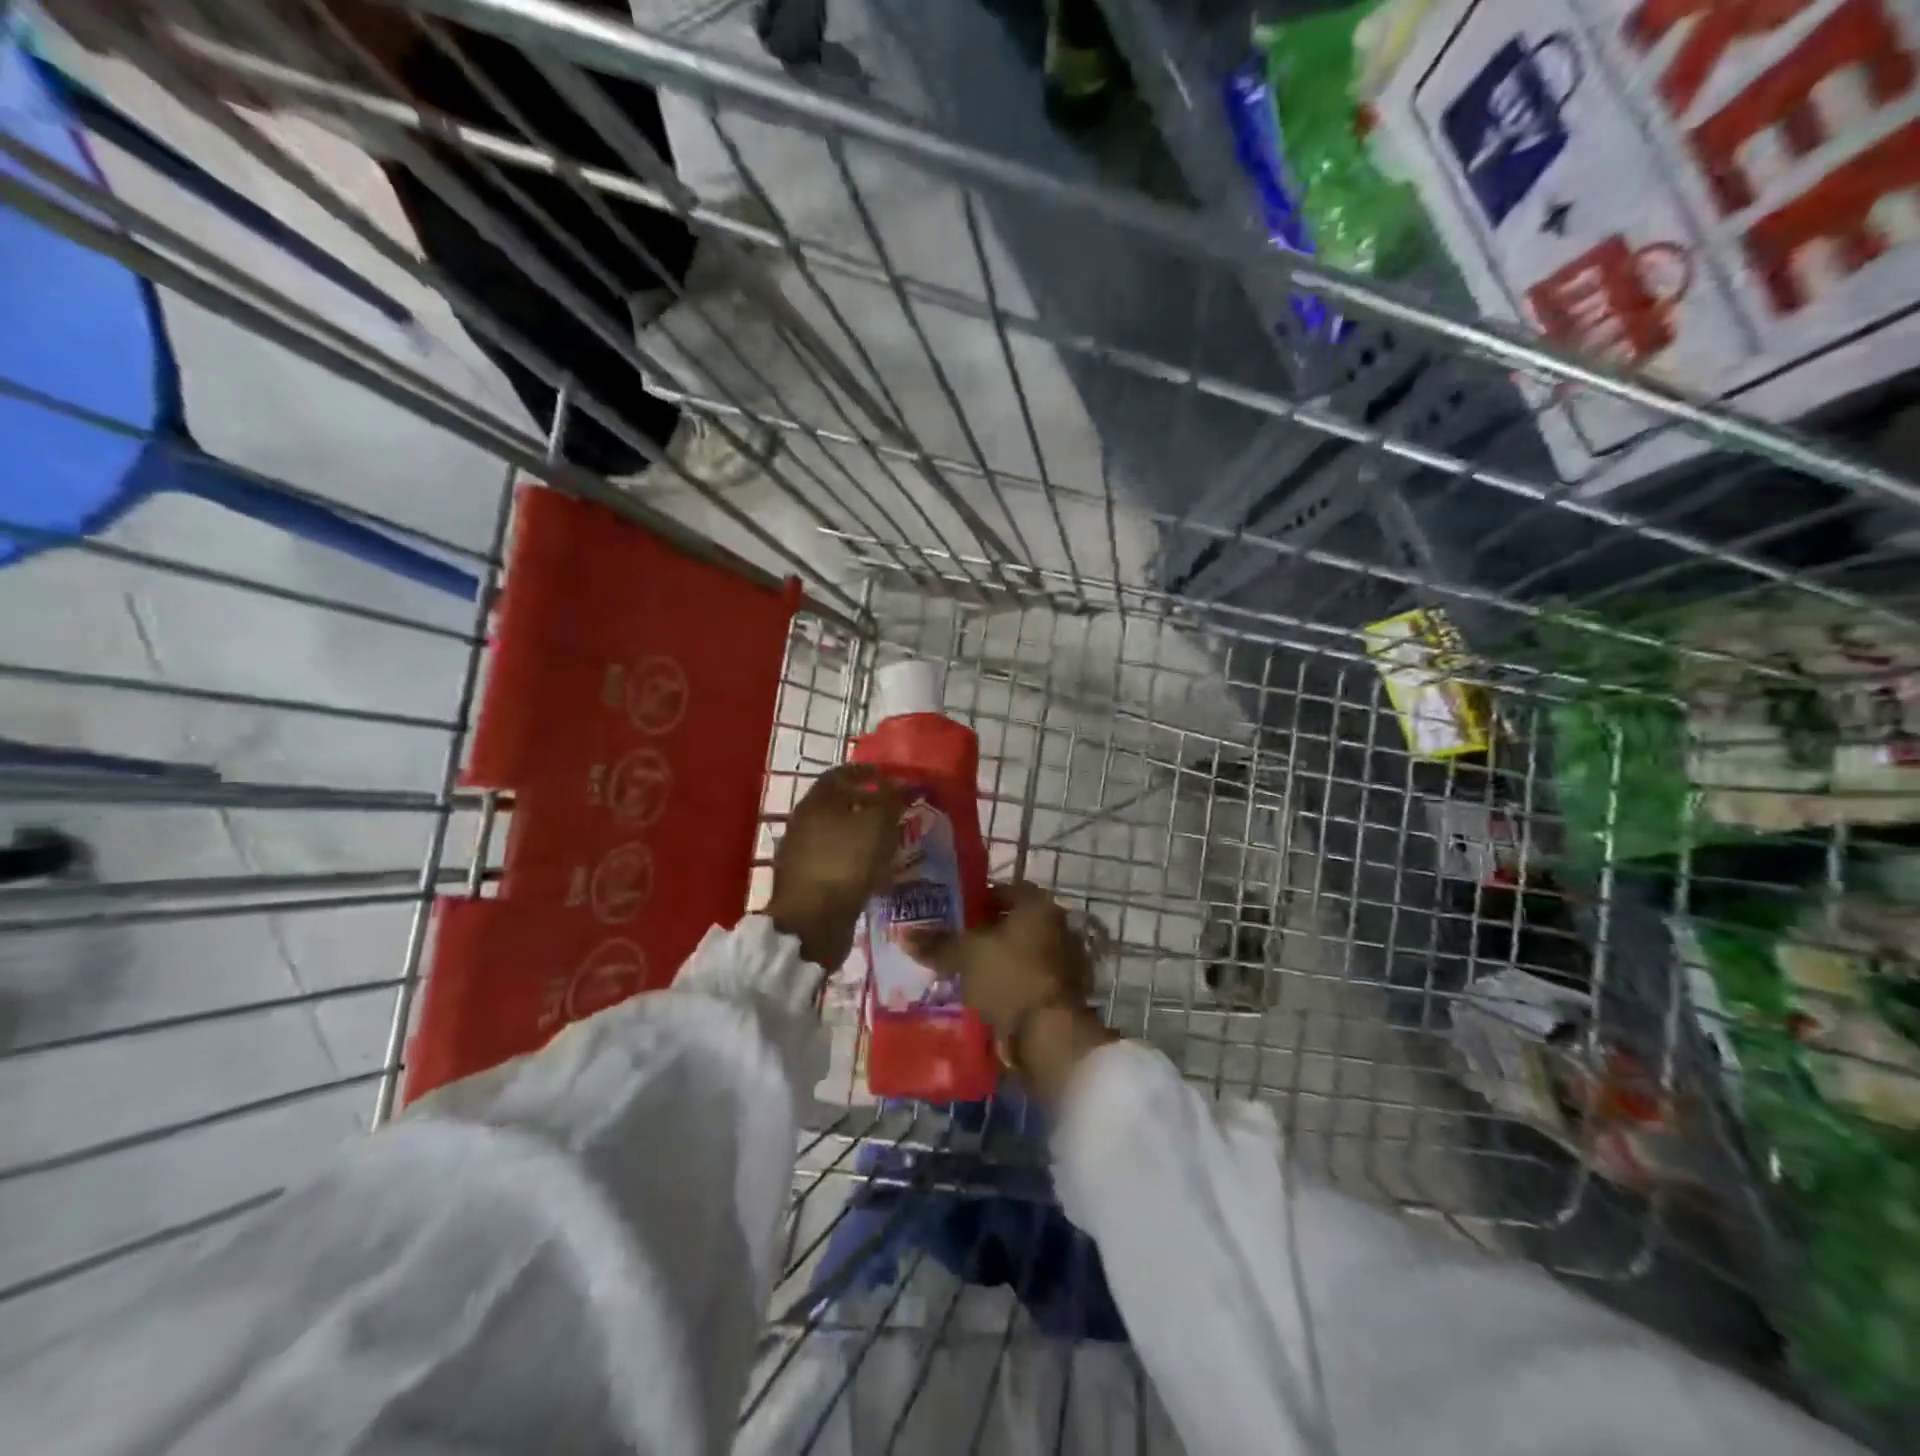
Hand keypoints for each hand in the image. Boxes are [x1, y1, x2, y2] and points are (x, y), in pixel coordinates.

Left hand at [768, 765, 904, 969]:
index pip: (842, 774)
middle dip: (868, 805)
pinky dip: (855, 858)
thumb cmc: (846, 863)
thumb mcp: (877, 825)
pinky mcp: (806, 880)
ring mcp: (801, 852)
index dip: (868, 773)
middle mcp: (803, 821)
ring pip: (838, 833)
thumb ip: (891, 800)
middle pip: (839, 804)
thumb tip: (903, 782)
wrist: (812, 922)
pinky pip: (836, 859)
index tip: (892, 779)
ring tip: (890, 842)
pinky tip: (874, 870)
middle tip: (896, 812)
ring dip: (863, 834)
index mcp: (816, 801)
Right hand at [925, 883, 1115, 1097]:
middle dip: (987, 932)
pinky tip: (989, 996)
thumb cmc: (1009, 977)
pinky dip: (1012, 983)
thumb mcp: (966, 956)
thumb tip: (905, 936)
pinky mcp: (1067, 991)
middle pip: (1015, 922)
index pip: (1004, 890)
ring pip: (1023, 952)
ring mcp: (1068, 960)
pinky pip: (1031, 978)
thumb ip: (938, 943)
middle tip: (957, 944)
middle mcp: (1059, 925)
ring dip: (1000, 960)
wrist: (1051, 1034)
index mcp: (1038, 905)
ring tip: (968, 973)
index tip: (954, 914)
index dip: (977, 900)